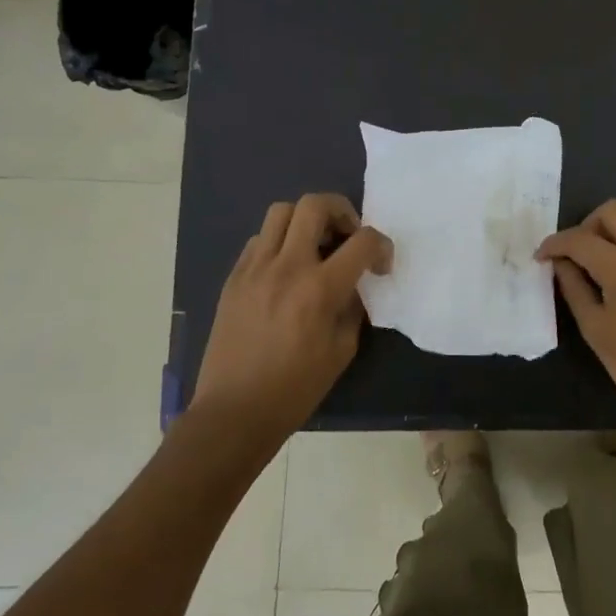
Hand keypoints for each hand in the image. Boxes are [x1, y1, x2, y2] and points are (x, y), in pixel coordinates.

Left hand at [191, 193, 392, 446]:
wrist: (234, 411)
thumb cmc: (295, 388)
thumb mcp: (342, 350)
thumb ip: (352, 307)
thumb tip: (353, 285)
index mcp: (319, 289)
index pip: (362, 241)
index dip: (382, 245)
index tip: (381, 265)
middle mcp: (286, 267)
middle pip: (314, 204)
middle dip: (342, 211)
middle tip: (348, 236)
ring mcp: (254, 269)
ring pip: (281, 212)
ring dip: (306, 221)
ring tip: (315, 247)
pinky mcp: (234, 277)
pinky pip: (259, 239)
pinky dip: (280, 242)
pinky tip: (286, 269)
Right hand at [537, 199, 615, 432]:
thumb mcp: (595, 329)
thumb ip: (574, 288)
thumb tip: (561, 263)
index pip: (581, 238)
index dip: (555, 244)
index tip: (541, 256)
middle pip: (614, 211)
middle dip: (587, 225)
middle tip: (576, 255)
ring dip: (614, 231)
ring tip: (600, 264)